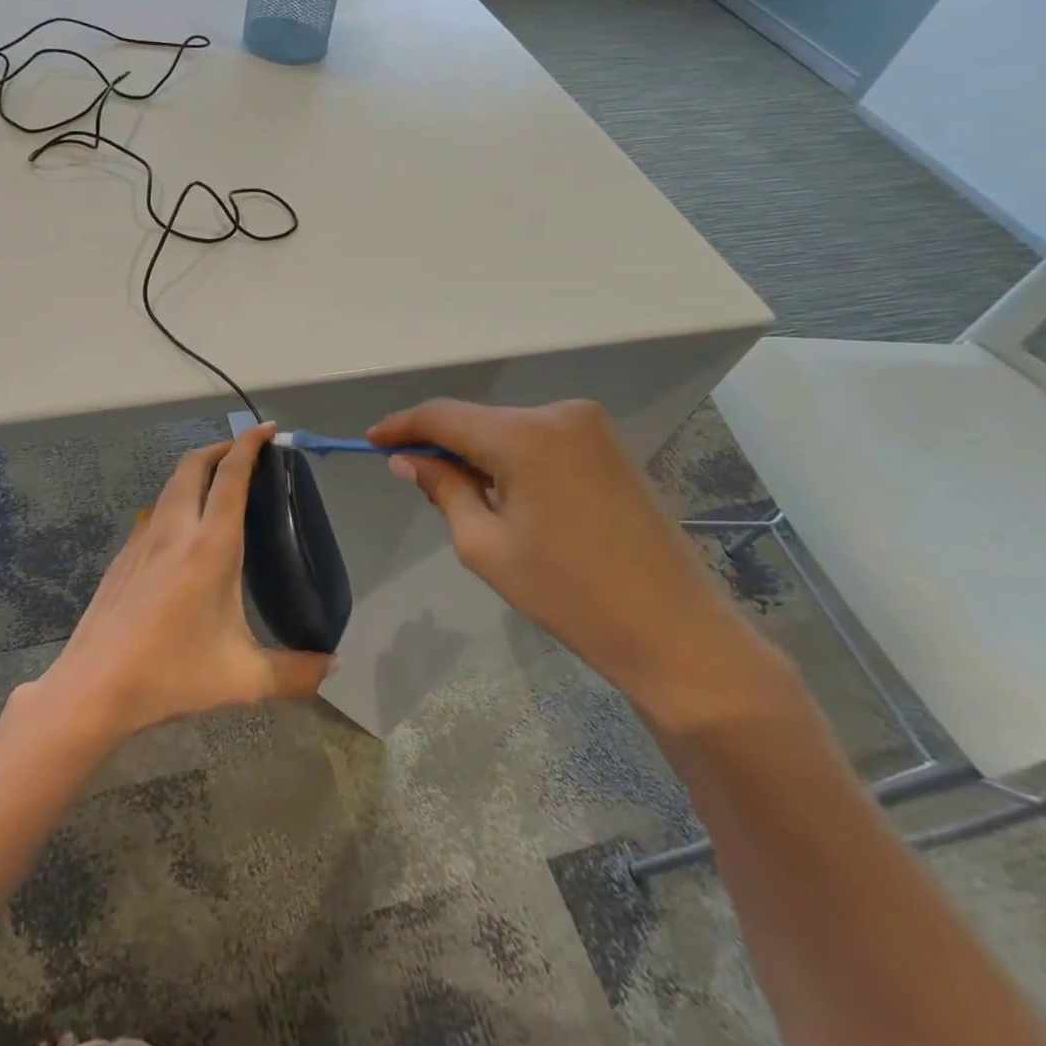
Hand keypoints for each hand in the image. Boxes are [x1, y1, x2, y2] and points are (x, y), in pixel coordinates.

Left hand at [31, 423, 335, 744]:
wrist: (94, 687)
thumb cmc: (171, 675)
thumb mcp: (243, 679)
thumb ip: (295, 673)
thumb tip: (332, 668)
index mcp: (209, 547)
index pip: (230, 477)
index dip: (249, 446)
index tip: (267, 429)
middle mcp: (174, 531)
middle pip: (194, 466)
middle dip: (221, 449)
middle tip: (246, 455)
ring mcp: (142, 540)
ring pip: (170, 485)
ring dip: (196, 472)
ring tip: (218, 487)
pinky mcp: (123, 556)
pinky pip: (155, 512)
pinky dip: (176, 501)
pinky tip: (183, 534)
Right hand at [369, 398, 783, 730]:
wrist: (674, 631)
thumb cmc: (568, 594)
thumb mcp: (485, 545)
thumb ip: (443, 489)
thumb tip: (407, 460)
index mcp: (525, 435)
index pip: (443, 415)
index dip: (402, 426)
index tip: (371, 441)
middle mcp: (558, 414)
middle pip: (477, 420)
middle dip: (441, 445)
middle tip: (413, 479)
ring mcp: (590, 428)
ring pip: (508, 430)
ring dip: (478, 454)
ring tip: (462, 498)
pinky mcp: (609, 447)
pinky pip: (539, 440)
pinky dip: (511, 459)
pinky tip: (506, 495)